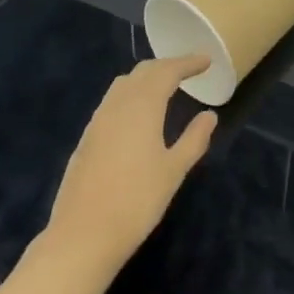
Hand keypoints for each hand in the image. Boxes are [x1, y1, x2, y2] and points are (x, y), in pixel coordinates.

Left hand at [46, 55, 217, 275]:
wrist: (83, 233)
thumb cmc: (137, 201)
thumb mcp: (173, 171)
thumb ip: (194, 139)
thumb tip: (209, 115)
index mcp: (142, 106)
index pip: (167, 72)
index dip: (187, 63)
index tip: (206, 61)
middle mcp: (117, 104)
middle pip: (143, 72)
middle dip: (167, 66)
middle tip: (188, 70)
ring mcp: (98, 119)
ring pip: (124, 84)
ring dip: (146, 78)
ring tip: (165, 87)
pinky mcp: (87, 136)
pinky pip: (112, 101)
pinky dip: (131, 94)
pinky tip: (138, 113)